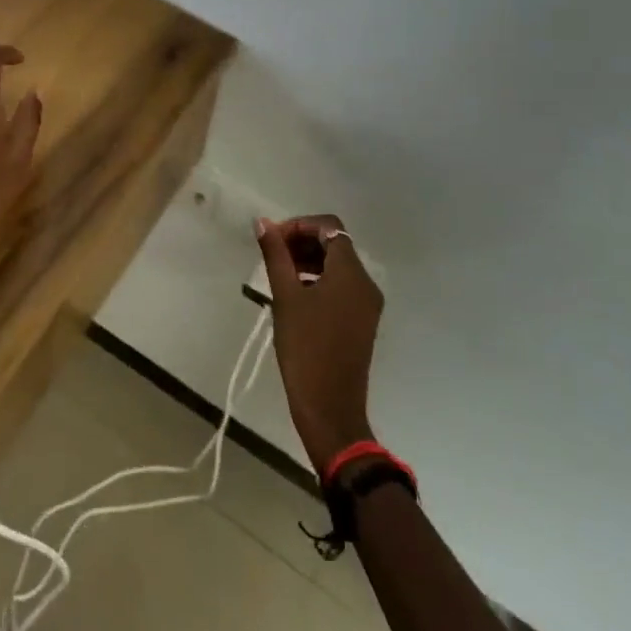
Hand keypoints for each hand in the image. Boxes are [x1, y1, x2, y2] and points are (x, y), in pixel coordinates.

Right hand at [257, 215, 383, 471]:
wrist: (330, 408)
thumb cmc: (305, 348)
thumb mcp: (285, 297)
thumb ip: (275, 255)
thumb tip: (263, 222)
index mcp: (351, 273)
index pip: (329, 226)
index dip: (300, 225)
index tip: (273, 240)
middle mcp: (366, 283)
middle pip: (335, 243)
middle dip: (303, 241)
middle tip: (272, 255)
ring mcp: (367, 304)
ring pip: (338, 265)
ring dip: (309, 260)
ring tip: (279, 274)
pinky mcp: (362, 321)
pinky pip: (342, 286)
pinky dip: (319, 279)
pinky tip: (295, 294)